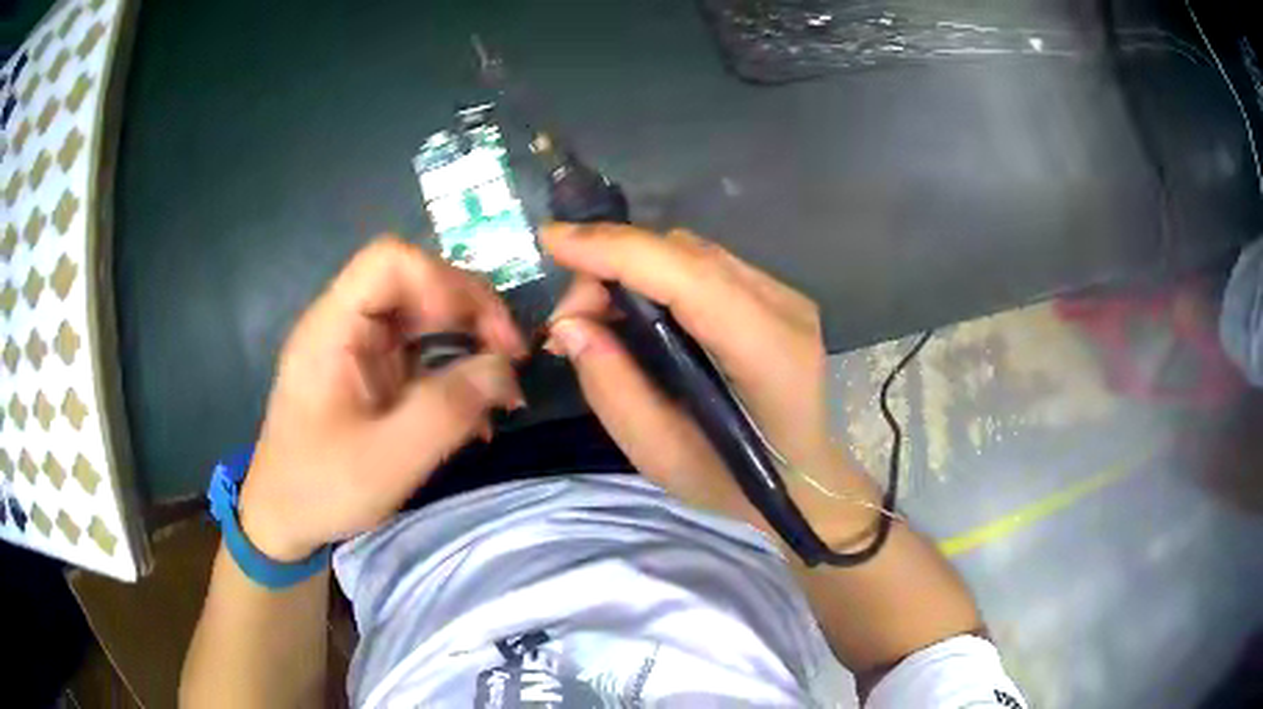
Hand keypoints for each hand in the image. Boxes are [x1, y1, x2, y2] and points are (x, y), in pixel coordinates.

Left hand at [239, 237, 526, 561]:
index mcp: (333, 328)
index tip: (486, 334)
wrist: (282, 518)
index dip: (445, 282)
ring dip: (468, 339)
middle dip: (470, 311)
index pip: (390, 261)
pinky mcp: (370, 373)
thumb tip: (506, 369)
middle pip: (415, 282)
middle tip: (512, 356)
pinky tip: (475, 408)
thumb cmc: (321, 489)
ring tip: (502, 382)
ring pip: (423, 315)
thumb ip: (450, 409)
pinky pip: (420, 351)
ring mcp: (358, 347)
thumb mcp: (389, 459)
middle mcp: (345, 324)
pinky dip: (454, 369)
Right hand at [542, 224, 877, 542]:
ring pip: (691, 253)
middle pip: (684, 253)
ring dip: (631, 269)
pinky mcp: (775, 296)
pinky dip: (656, 277)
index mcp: (767, 351)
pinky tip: (635, 313)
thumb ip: (613, 388)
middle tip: (570, 321)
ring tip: (595, 318)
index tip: (549, 241)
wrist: (804, 483)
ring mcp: (785, 296)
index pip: (688, 276)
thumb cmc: (736, 485)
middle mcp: (783, 307)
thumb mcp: (662, 457)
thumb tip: (569, 325)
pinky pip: (703, 267)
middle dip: (612, 265)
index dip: (615, 250)